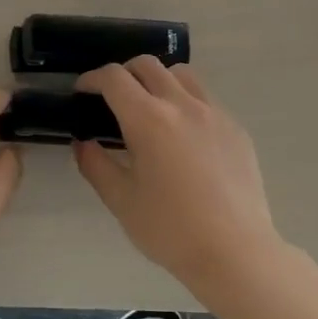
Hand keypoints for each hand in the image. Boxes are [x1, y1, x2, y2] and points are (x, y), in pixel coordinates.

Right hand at [75, 59, 285, 299]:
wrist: (235, 252)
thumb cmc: (169, 229)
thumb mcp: (120, 200)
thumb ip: (95, 165)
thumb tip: (84, 143)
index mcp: (148, 120)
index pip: (114, 79)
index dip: (92, 79)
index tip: (82, 92)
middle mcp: (183, 105)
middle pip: (148, 66)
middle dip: (123, 74)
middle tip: (111, 99)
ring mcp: (215, 114)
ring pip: (182, 75)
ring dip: (158, 82)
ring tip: (149, 110)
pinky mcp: (235, 130)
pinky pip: (206, 99)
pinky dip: (185, 102)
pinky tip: (181, 136)